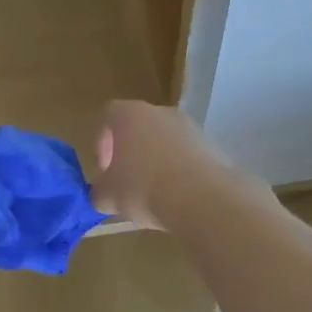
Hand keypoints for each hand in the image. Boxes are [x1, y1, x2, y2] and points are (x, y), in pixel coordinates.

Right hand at [91, 101, 230, 229]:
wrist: (201, 199)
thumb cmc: (143, 189)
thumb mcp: (108, 197)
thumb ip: (99, 192)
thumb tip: (102, 194)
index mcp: (129, 115)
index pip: (107, 117)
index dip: (101, 144)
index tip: (104, 171)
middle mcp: (160, 112)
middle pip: (138, 128)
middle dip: (130, 154)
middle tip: (126, 183)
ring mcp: (190, 127)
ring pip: (164, 142)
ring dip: (155, 163)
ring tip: (152, 194)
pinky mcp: (212, 146)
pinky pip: (186, 156)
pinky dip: (178, 172)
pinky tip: (176, 196)